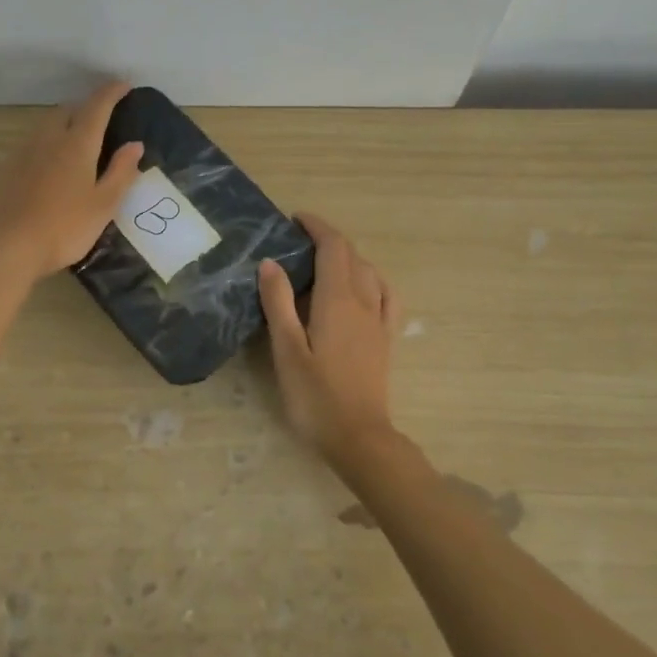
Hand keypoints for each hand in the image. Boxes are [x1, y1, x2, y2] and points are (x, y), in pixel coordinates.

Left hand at [0, 81, 143, 282]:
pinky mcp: (4, 169)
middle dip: (86, 107)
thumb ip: (121, 173)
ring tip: (77, 143)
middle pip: (68, 110)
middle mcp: (48, 139)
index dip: (111, 92)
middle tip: (102, 120)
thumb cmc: (62, 228)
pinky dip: (46, 145)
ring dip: (64, 125)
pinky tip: (49, 168)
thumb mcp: (102, 205)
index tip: (124, 85)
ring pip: (46, 126)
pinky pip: (31, 145)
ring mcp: (22, 152)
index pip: (97, 106)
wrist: (4, 247)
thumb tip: (135, 145)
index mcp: (77, 144)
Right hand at [258, 213, 400, 463]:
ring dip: (348, 258)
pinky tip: (364, 287)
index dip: (317, 227)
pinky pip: (386, 296)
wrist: (359, 437)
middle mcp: (364, 302)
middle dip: (328, 240)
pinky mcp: (386, 339)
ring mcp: (379, 321)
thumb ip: (279, 303)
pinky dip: (372, 280)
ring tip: (322, 263)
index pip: (333, 247)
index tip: (295, 219)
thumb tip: (271, 262)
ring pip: (369, 272)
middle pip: (352, 256)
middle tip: (298, 241)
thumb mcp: (287, 350)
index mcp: (338, 300)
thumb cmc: (315, 397)